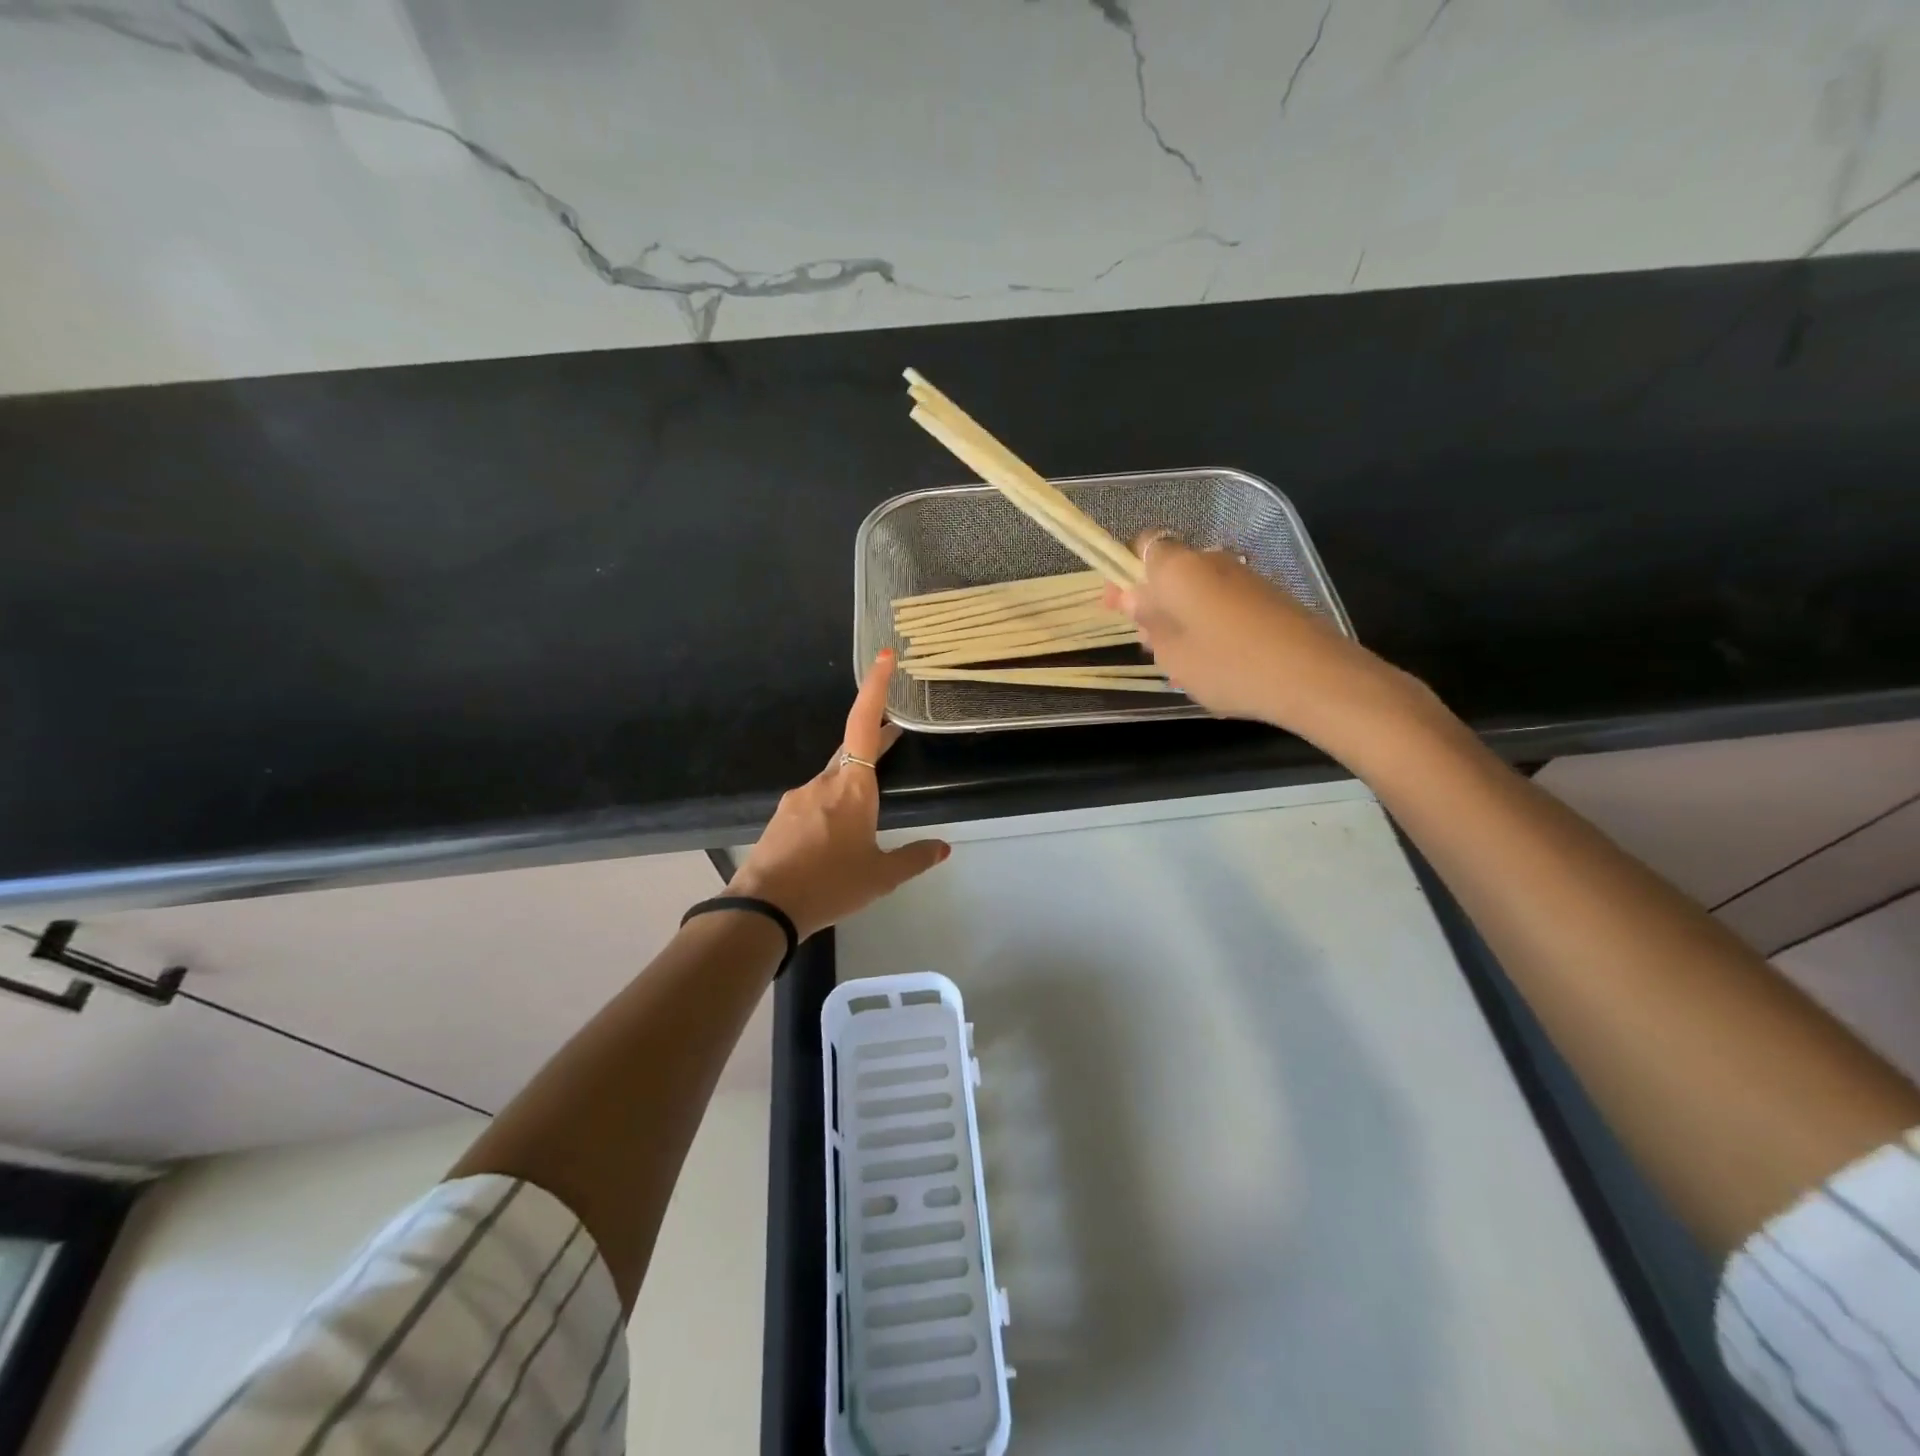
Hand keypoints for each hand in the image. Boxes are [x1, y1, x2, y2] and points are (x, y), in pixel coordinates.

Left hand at [727, 650, 949, 938]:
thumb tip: (944, 848)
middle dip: (876, 740)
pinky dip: (832, 805)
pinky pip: (815, 799)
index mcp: (853, 788)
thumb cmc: (830, 885)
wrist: (764, 909)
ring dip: (853, 782)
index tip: (885, 657)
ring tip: (867, 812)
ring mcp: (799, 797)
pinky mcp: (783, 816)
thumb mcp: (881, 876)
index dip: (876, 688)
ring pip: (833, 778)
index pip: (865, 725)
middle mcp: (824, 782)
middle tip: (897, 734)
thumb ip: (915, 858)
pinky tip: (835, 836)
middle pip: (852, 749)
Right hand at [1109, 533, 1428, 747]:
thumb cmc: (1227, 665)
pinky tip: (1214, 664)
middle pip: (1171, 571)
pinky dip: (1210, 626)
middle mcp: (1212, 561)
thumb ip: (1148, 620)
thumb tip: (1133, 596)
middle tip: (1148, 643)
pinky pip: (1224, 605)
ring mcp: (1245, 578)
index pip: (1143, 546)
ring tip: (1180, 663)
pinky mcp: (1269, 598)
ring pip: (1197, 591)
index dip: (1126, 572)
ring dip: (1181, 618)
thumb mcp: (1172, 652)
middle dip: (1153, 602)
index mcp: (1179, 567)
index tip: (1118, 606)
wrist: (1312, 677)